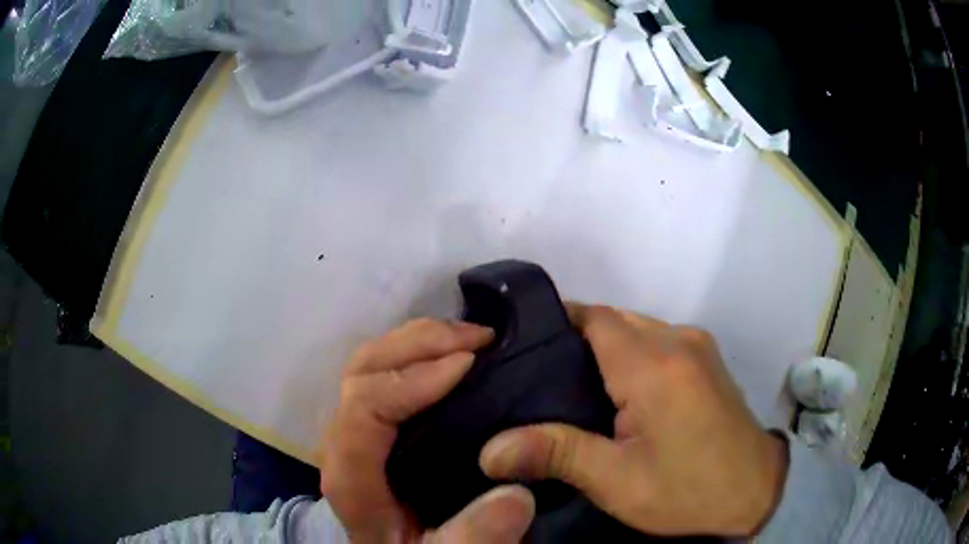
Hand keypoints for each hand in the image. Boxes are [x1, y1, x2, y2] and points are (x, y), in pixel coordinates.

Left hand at [321, 318, 534, 542]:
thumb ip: (475, 537)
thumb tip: (514, 496)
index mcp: (352, 478)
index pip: (363, 409)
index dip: (412, 379)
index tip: (470, 363)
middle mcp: (344, 443)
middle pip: (362, 372)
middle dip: (419, 344)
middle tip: (480, 338)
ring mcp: (356, 428)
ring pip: (370, 362)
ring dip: (419, 339)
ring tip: (472, 337)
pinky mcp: (373, 422)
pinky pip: (385, 369)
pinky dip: (419, 350)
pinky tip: (455, 352)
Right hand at [479, 304, 788, 536]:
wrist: (755, 494)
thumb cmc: (686, 491)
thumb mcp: (618, 482)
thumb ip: (557, 454)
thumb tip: (489, 449)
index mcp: (654, 365)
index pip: (594, 318)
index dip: (558, 323)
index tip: (524, 347)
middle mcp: (678, 340)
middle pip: (615, 320)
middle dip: (577, 339)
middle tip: (541, 377)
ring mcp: (699, 347)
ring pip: (637, 330)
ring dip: (606, 349)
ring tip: (574, 386)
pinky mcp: (709, 361)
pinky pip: (659, 342)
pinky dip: (632, 356)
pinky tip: (620, 392)